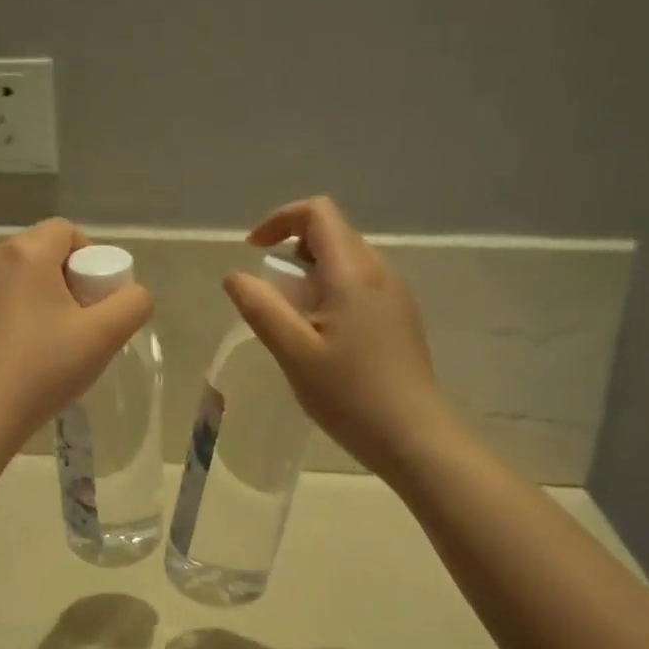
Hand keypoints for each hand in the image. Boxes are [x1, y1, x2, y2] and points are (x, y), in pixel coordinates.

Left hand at [0, 219, 153, 437]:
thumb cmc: (43, 368)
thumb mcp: (104, 336)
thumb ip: (133, 305)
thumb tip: (133, 295)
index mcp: (25, 253)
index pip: (67, 231)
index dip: (92, 259)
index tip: (98, 300)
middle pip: (42, 254)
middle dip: (68, 281)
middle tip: (81, 325)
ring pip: (19, 280)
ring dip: (41, 300)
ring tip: (52, 344)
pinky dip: (15, 318)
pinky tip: (22, 356)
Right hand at [224, 197, 453, 477]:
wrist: (413, 436)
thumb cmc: (349, 395)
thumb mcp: (294, 353)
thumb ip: (261, 308)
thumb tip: (235, 275)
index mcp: (353, 273)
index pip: (318, 213)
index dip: (280, 220)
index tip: (253, 251)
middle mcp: (380, 272)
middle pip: (334, 234)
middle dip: (294, 250)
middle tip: (272, 295)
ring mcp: (396, 295)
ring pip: (348, 261)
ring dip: (313, 274)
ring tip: (295, 321)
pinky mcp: (402, 318)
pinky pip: (363, 286)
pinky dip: (334, 292)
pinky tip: (326, 338)